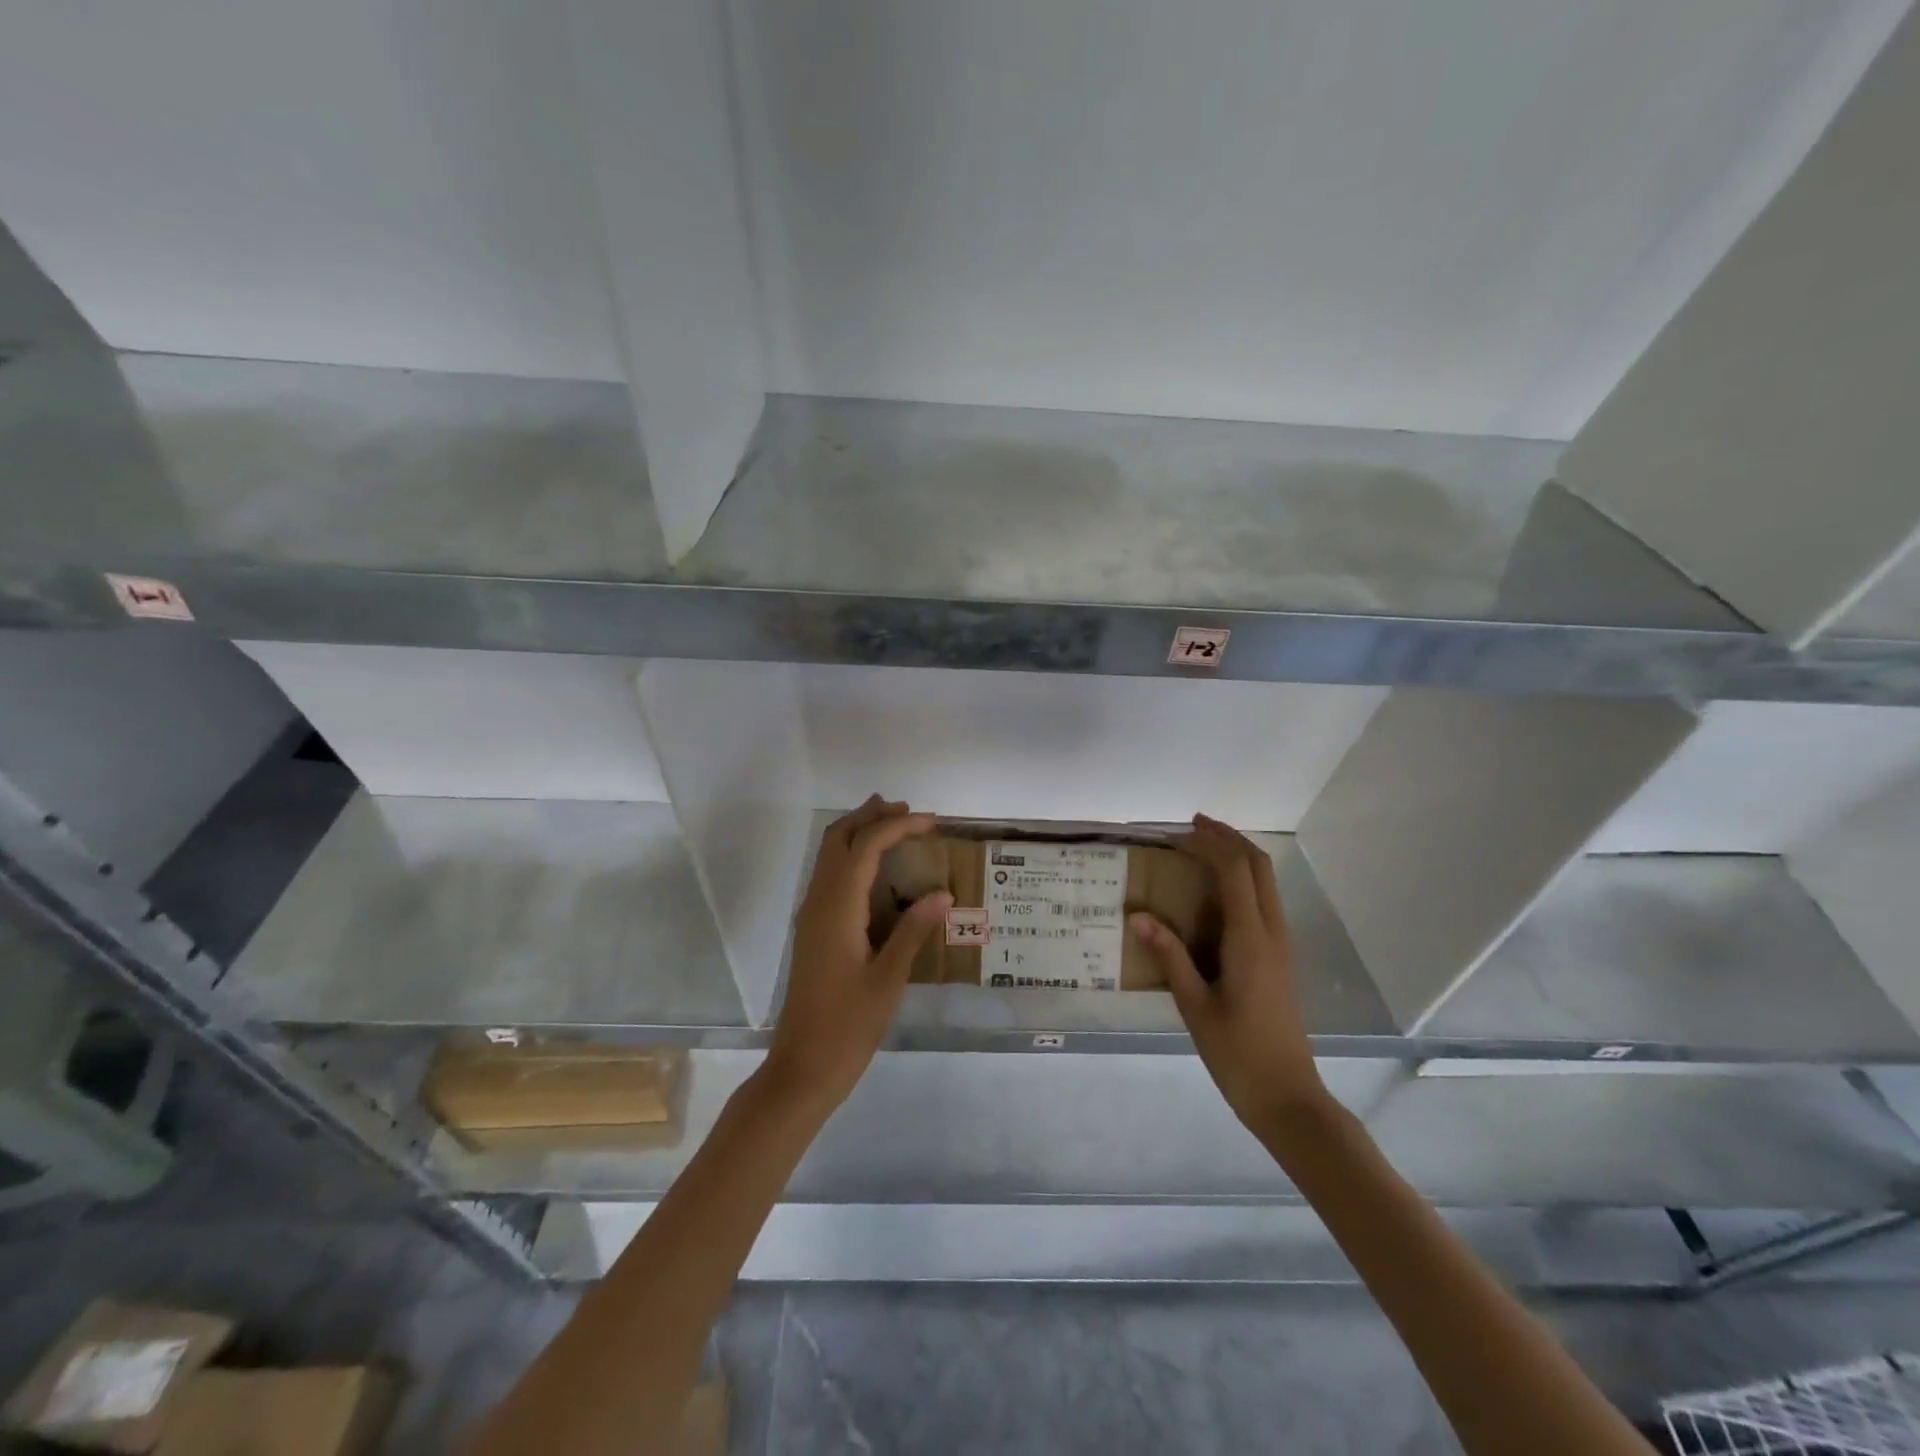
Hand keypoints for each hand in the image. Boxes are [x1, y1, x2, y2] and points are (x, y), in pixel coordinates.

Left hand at [764, 796, 949, 1110]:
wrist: (803, 1066)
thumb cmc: (849, 1025)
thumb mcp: (889, 979)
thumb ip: (913, 930)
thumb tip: (942, 893)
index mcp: (837, 907)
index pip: (866, 847)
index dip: (898, 826)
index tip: (931, 821)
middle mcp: (818, 901)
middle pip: (838, 839)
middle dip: (870, 817)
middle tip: (907, 810)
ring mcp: (810, 915)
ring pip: (829, 855)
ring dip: (858, 833)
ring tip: (894, 826)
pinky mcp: (812, 929)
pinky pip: (829, 875)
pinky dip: (851, 857)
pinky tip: (877, 871)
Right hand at [1131, 814, 1326, 1131]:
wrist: (1287, 1095)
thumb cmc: (1236, 1052)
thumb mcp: (1194, 1004)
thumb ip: (1169, 955)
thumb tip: (1136, 915)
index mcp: (1250, 939)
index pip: (1235, 871)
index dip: (1209, 844)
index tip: (1179, 833)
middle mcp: (1272, 932)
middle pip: (1258, 866)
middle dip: (1228, 838)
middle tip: (1193, 826)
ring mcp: (1282, 944)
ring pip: (1266, 881)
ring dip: (1238, 856)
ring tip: (1202, 848)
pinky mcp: (1281, 956)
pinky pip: (1265, 900)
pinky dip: (1243, 879)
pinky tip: (1216, 890)